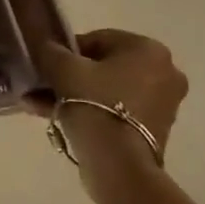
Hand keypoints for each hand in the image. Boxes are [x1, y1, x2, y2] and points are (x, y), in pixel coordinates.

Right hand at [27, 29, 187, 185]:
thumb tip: (46, 48)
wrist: (118, 163)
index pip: (97, 39)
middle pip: (103, 67)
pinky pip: (116, 111)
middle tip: (41, 87)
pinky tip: (57, 119)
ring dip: (73, 96)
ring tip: (40, 106)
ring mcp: (163, 103)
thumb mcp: (62, 69)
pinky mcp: (155, 129)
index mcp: (149, 49)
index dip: (66, 52)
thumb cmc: (94, 103)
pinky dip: (91, 112)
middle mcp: (164, 72)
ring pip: (106, 91)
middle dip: (68, 77)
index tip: (46, 67)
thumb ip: (50, 51)